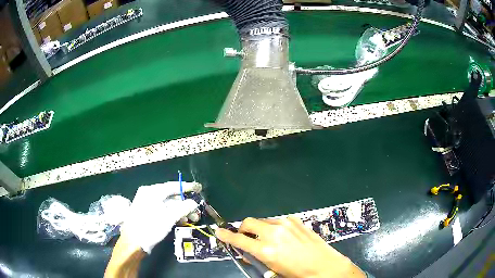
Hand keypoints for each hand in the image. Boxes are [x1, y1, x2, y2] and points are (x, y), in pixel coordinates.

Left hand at [122, 181, 200, 252]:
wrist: (133, 242)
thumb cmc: (150, 227)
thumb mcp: (168, 217)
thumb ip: (183, 208)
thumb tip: (194, 203)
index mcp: (152, 191)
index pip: (173, 186)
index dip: (187, 187)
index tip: (199, 188)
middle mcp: (149, 195)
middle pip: (171, 196)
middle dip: (186, 203)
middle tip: (197, 210)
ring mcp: (147, 204)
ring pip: (168, 204)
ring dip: (181, 210)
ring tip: (192, 218)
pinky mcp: (148, 213)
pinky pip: (163, 210)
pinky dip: (173, 214)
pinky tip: (182, 220)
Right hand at [216, 216, 365, 277]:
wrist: (325, 265)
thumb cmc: (297, 272)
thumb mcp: (273, 269)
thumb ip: (257, 258)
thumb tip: (247, 252)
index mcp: (266, 249)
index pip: (239, 239)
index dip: (226, 235)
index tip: (219, 232)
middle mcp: (274, 232)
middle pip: (248, 222)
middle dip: (243, 229)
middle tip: (245, 237)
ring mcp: (286, 223)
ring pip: (263, 220)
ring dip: (259, 228)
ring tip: (266, 238)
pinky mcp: (295, 220)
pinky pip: (277, 221)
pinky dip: (273, 227)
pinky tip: (282, 236)